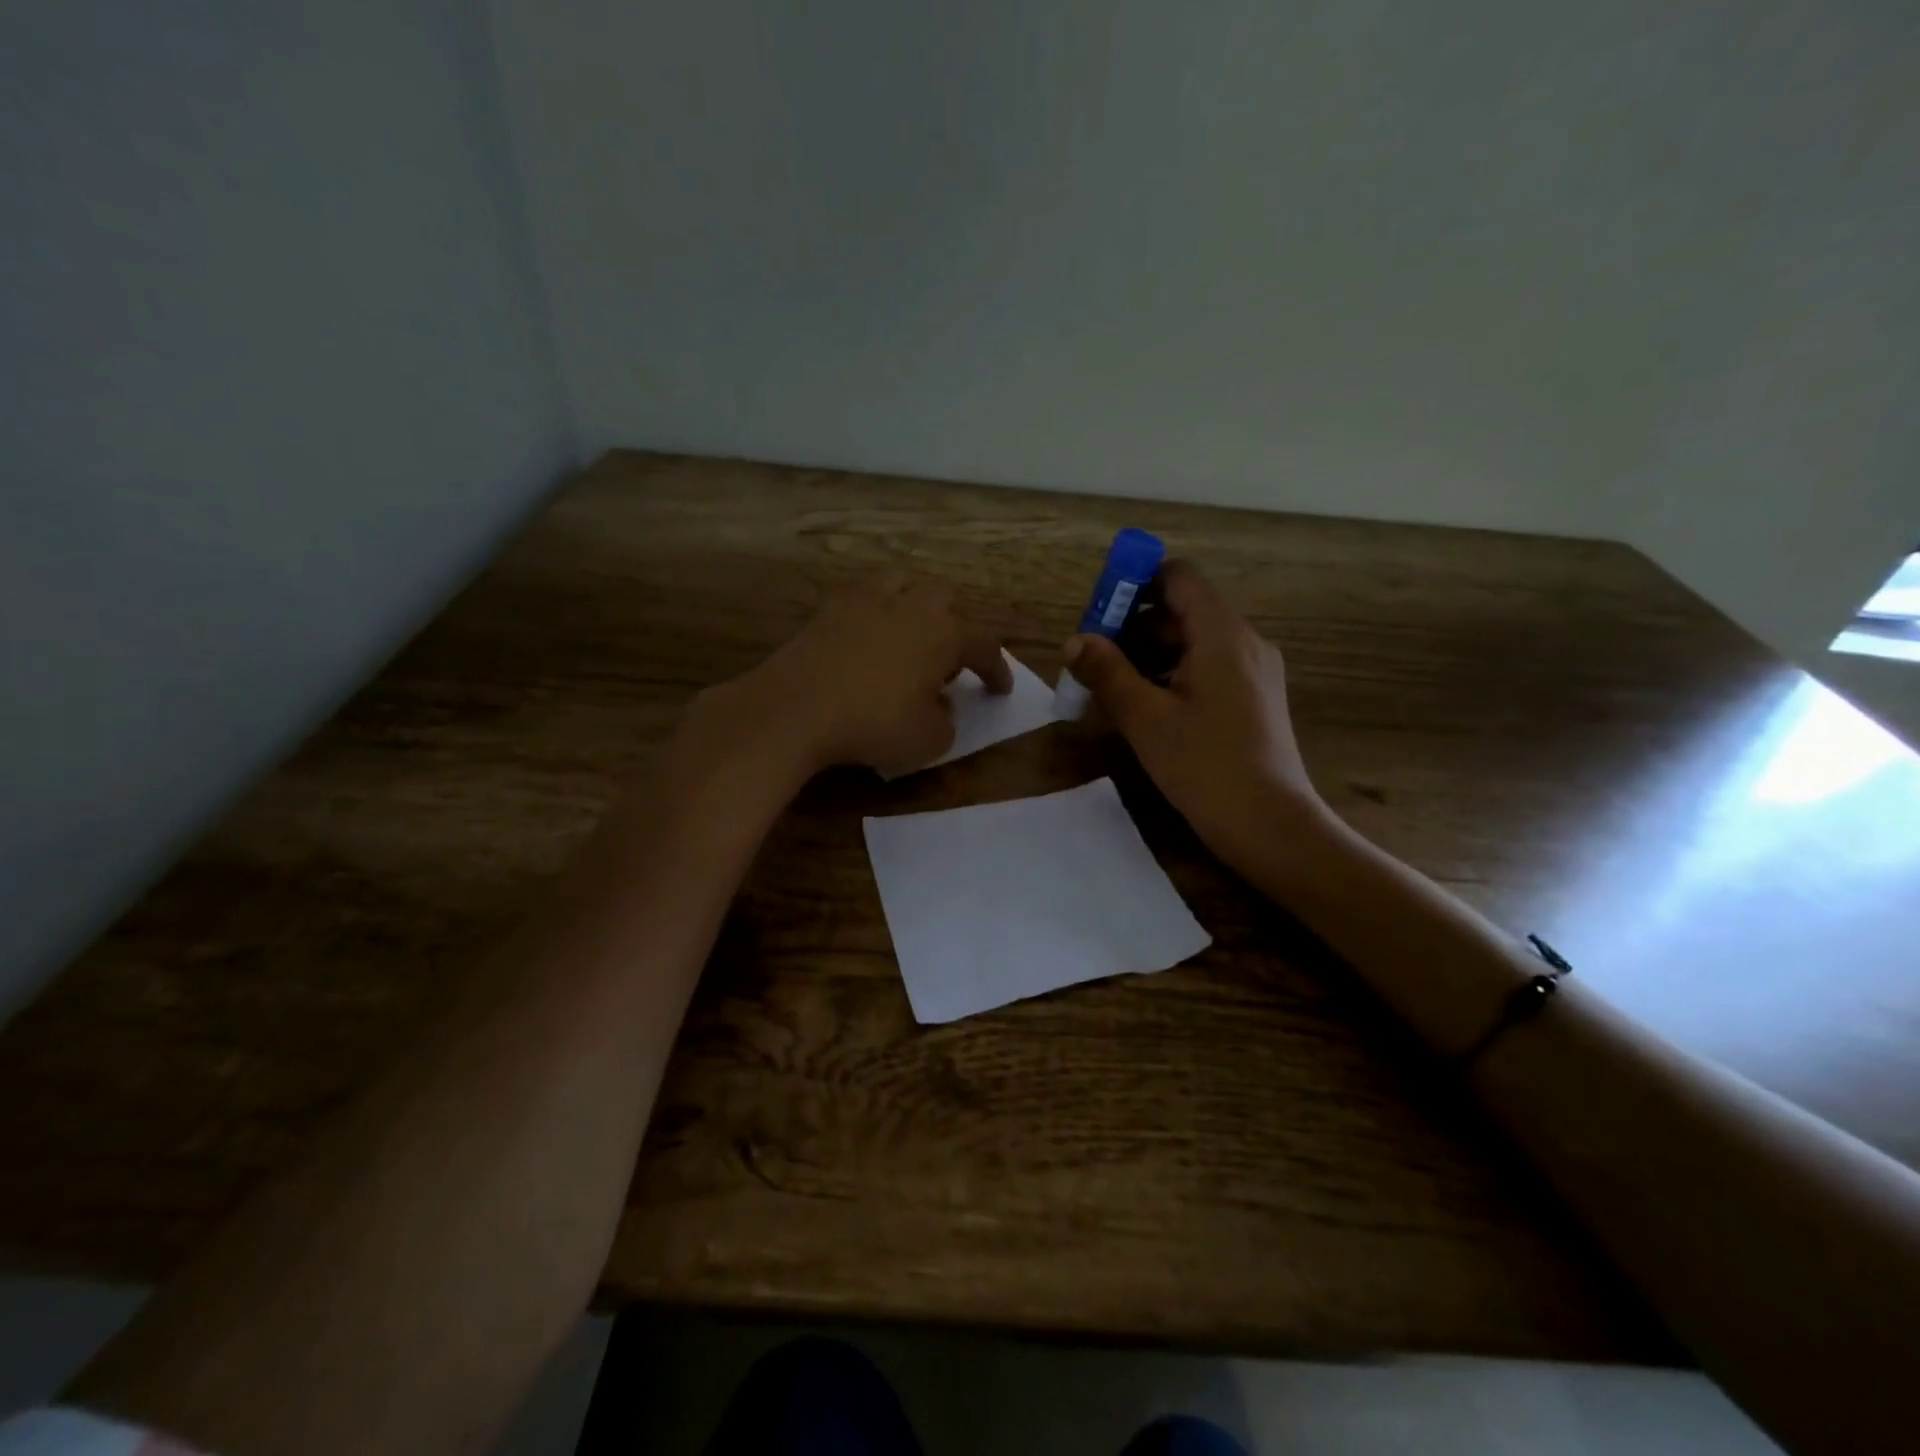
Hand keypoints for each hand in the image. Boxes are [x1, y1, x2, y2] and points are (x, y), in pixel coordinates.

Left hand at [703, 570, 1011, 777]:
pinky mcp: (829, 608)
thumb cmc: (873, 725)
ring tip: (909, 632)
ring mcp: (866, 601)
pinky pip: (862, 596)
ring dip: (915, 603)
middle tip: (946, 661)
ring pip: (903, 582)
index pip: (985, 645)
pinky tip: (867, 636)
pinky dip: (874, 611)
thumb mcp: (929, 741)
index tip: (1000, 689)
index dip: (997, 669)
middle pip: (946, 599)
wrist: (796, 709)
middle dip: (954, 626)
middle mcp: (911, 606)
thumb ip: (946, 720)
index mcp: (944, 634)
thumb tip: (939, 705)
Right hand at [1064, 560, 1324, 853]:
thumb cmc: (1204, 765)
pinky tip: (1147, 709)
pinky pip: (1208, 668)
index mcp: (1221, 633)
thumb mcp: (1144, 718)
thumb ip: (1107, 672)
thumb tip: (1073, 640)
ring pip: (1193, 642)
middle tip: (1094, 659)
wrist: (1268, 823)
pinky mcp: (1255, 698)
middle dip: (1134, 627)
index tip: (1099, 612)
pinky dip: (1173, 675)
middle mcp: (1244, 641)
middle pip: (1182, 611)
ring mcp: (1254, 670)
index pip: (1177, 577)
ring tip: (1112, 689)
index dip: (1134, 583)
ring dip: (1149, 655)